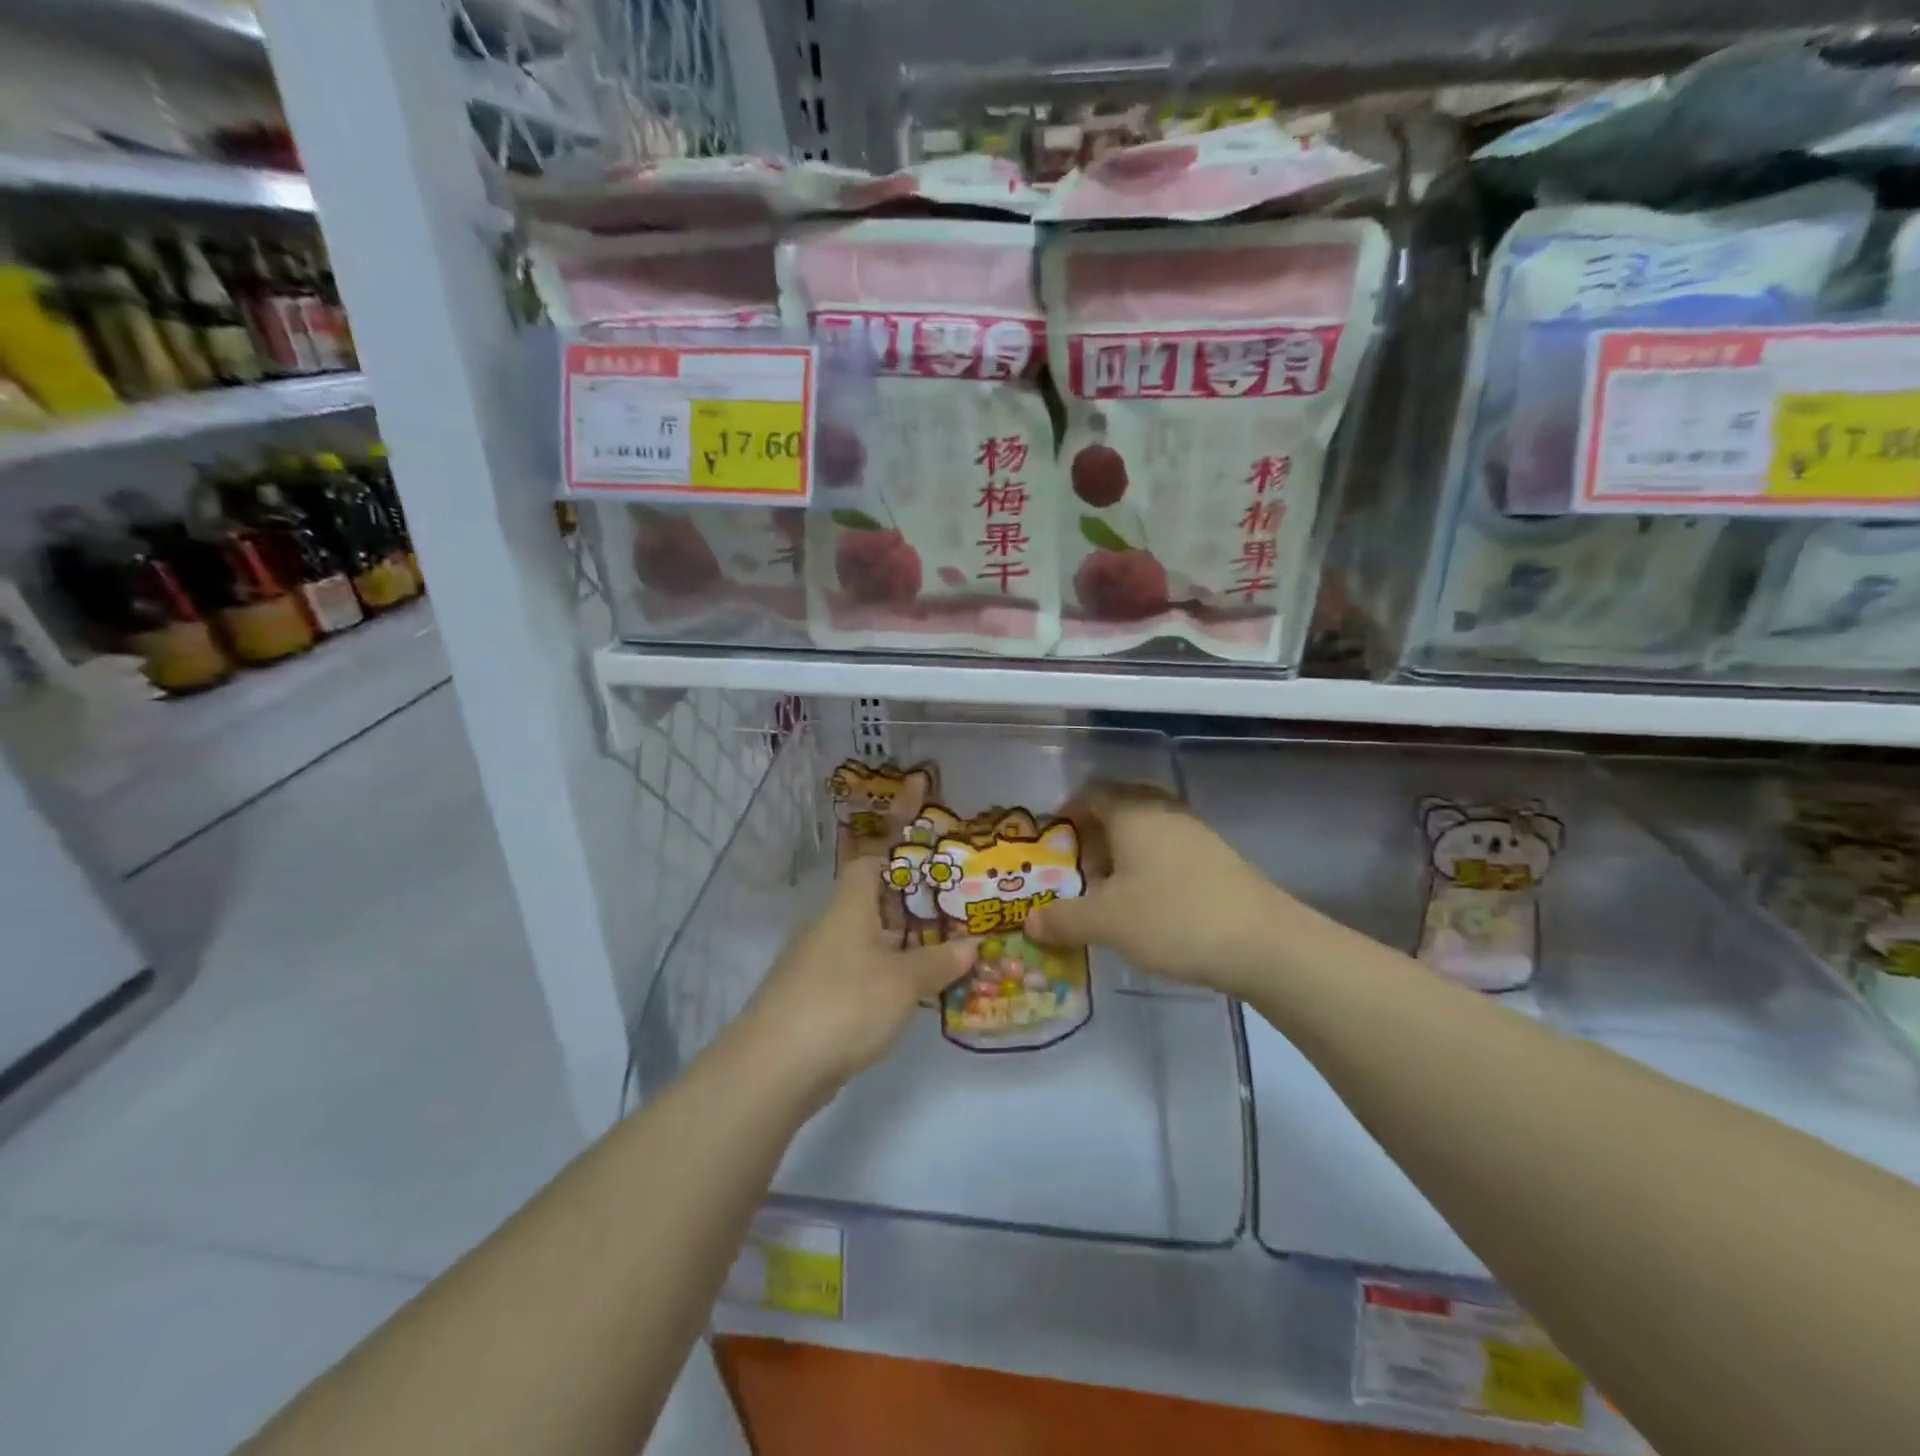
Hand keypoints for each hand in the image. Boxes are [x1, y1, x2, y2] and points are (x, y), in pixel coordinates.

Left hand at [740, 859, 976, 1101]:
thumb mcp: (904, 982)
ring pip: (860, 947)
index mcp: (847, 909)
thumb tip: (973, 944)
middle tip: (951, 926)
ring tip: (936, 964)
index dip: (899, 866)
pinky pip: (849, 979)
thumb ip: (939, 961)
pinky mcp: (806, 1002)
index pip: (867, 867)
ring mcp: (811, 967)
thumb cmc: (845, 1004)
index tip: (935, 878)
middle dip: (908, 917)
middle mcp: (825, 929)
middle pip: (868, 909)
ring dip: (893, 954)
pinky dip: (875, 984)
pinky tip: (899, 1003)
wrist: (773, 1068)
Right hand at [1026, 781, 1290, 997]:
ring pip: (1147, 831)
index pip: (1092, 792)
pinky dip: (1149, 867)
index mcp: (1133, 813)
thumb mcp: (1107, 922)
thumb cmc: (1173, 918)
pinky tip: (1148, 904)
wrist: (1264, 943)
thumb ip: (1063, 919)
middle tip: (1078, 866)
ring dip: (1123, 853)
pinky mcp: (1218, 860)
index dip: (1068, 810)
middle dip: (1094, 833)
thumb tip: (1029, 922)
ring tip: (1109, 891)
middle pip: (1121, 808)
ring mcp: (1196, 834)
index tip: (1053, 839)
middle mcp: (1164, 812)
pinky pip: (1170, 850)